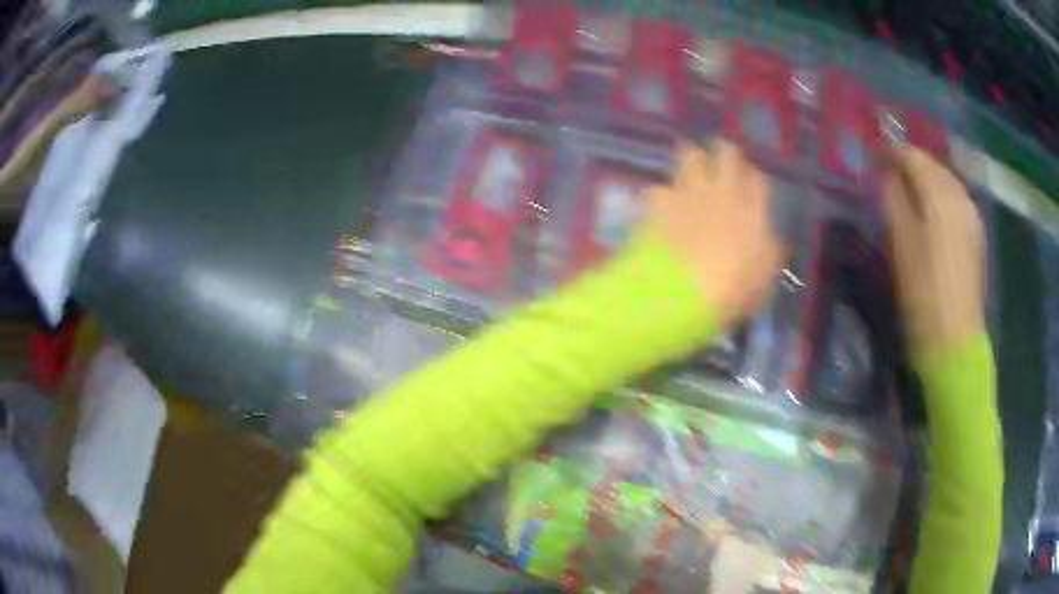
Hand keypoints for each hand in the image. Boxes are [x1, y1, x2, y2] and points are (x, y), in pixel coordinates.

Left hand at [646, 139, 785, 327]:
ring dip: (692, 160)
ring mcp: (689, 191)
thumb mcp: (765, 275)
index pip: (757, 177)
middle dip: (725, 154)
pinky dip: (661, 195)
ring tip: (690, 168)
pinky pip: (659, 189)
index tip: (751, 185)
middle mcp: (722, 189)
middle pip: (726, 154)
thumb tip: (767, 237)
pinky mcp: (659, 203)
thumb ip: (768, 248)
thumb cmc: (735, 288)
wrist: (684, 292)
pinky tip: (660, 204)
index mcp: (752, 206)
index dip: (753, 178)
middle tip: (721, 161)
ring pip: (690, 157)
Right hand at [883, 147, 986, 355]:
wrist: (955, 341)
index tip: (873, 162)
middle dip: (910, 165)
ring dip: (927, 181)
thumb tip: (887, 172)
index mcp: (938, 193)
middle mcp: (959, 194)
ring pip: (946, 181)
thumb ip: (892, 198)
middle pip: (931, 164)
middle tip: (889, 177)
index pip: (911, 155)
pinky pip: (957, 200)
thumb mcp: (900, 243)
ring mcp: (972, 214)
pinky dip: (941, 198)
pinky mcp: (977, 234)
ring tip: (910, 195)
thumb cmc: (922, 293)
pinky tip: (933, 215)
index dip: (890, 153)